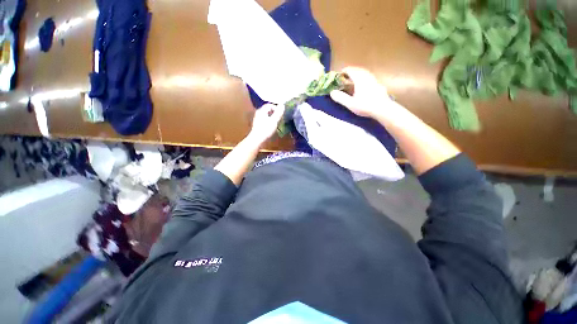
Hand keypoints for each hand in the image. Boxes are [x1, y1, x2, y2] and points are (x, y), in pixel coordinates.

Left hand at [248, 104, 284, 144]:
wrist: (257, 139)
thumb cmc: (266, 129)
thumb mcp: (274, 121)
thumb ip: (278, 113)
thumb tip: (282, 105)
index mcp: (262, 111)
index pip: (269, 105)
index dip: (276, 108)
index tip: (280, 113)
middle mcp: (258, 113)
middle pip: (267, 110)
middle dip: (274, 113)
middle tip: (279, 118)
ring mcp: (257, 119)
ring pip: (266, 115)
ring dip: (272, 117)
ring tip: (276, 122)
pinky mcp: (257, 125)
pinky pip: (264, 120)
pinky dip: (269, 121)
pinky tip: (271, 127)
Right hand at [330, 67, 391, 117]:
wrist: (382, 109)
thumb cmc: (365, 106)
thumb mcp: (350, 104)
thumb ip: (340, 98)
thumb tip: (332, 92)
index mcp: (359, 79)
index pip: (350, 70)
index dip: (344, 71)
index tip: (339, 75)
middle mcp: (367, 76)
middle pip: (358, 70)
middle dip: (351, 72)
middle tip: (345, 77)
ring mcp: (374, 80)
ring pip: (365, 73)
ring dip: (358, 74)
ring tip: (353, 80)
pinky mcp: (378, 85)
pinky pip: (369, 78)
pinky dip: (364, 79)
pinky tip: (363, 85)